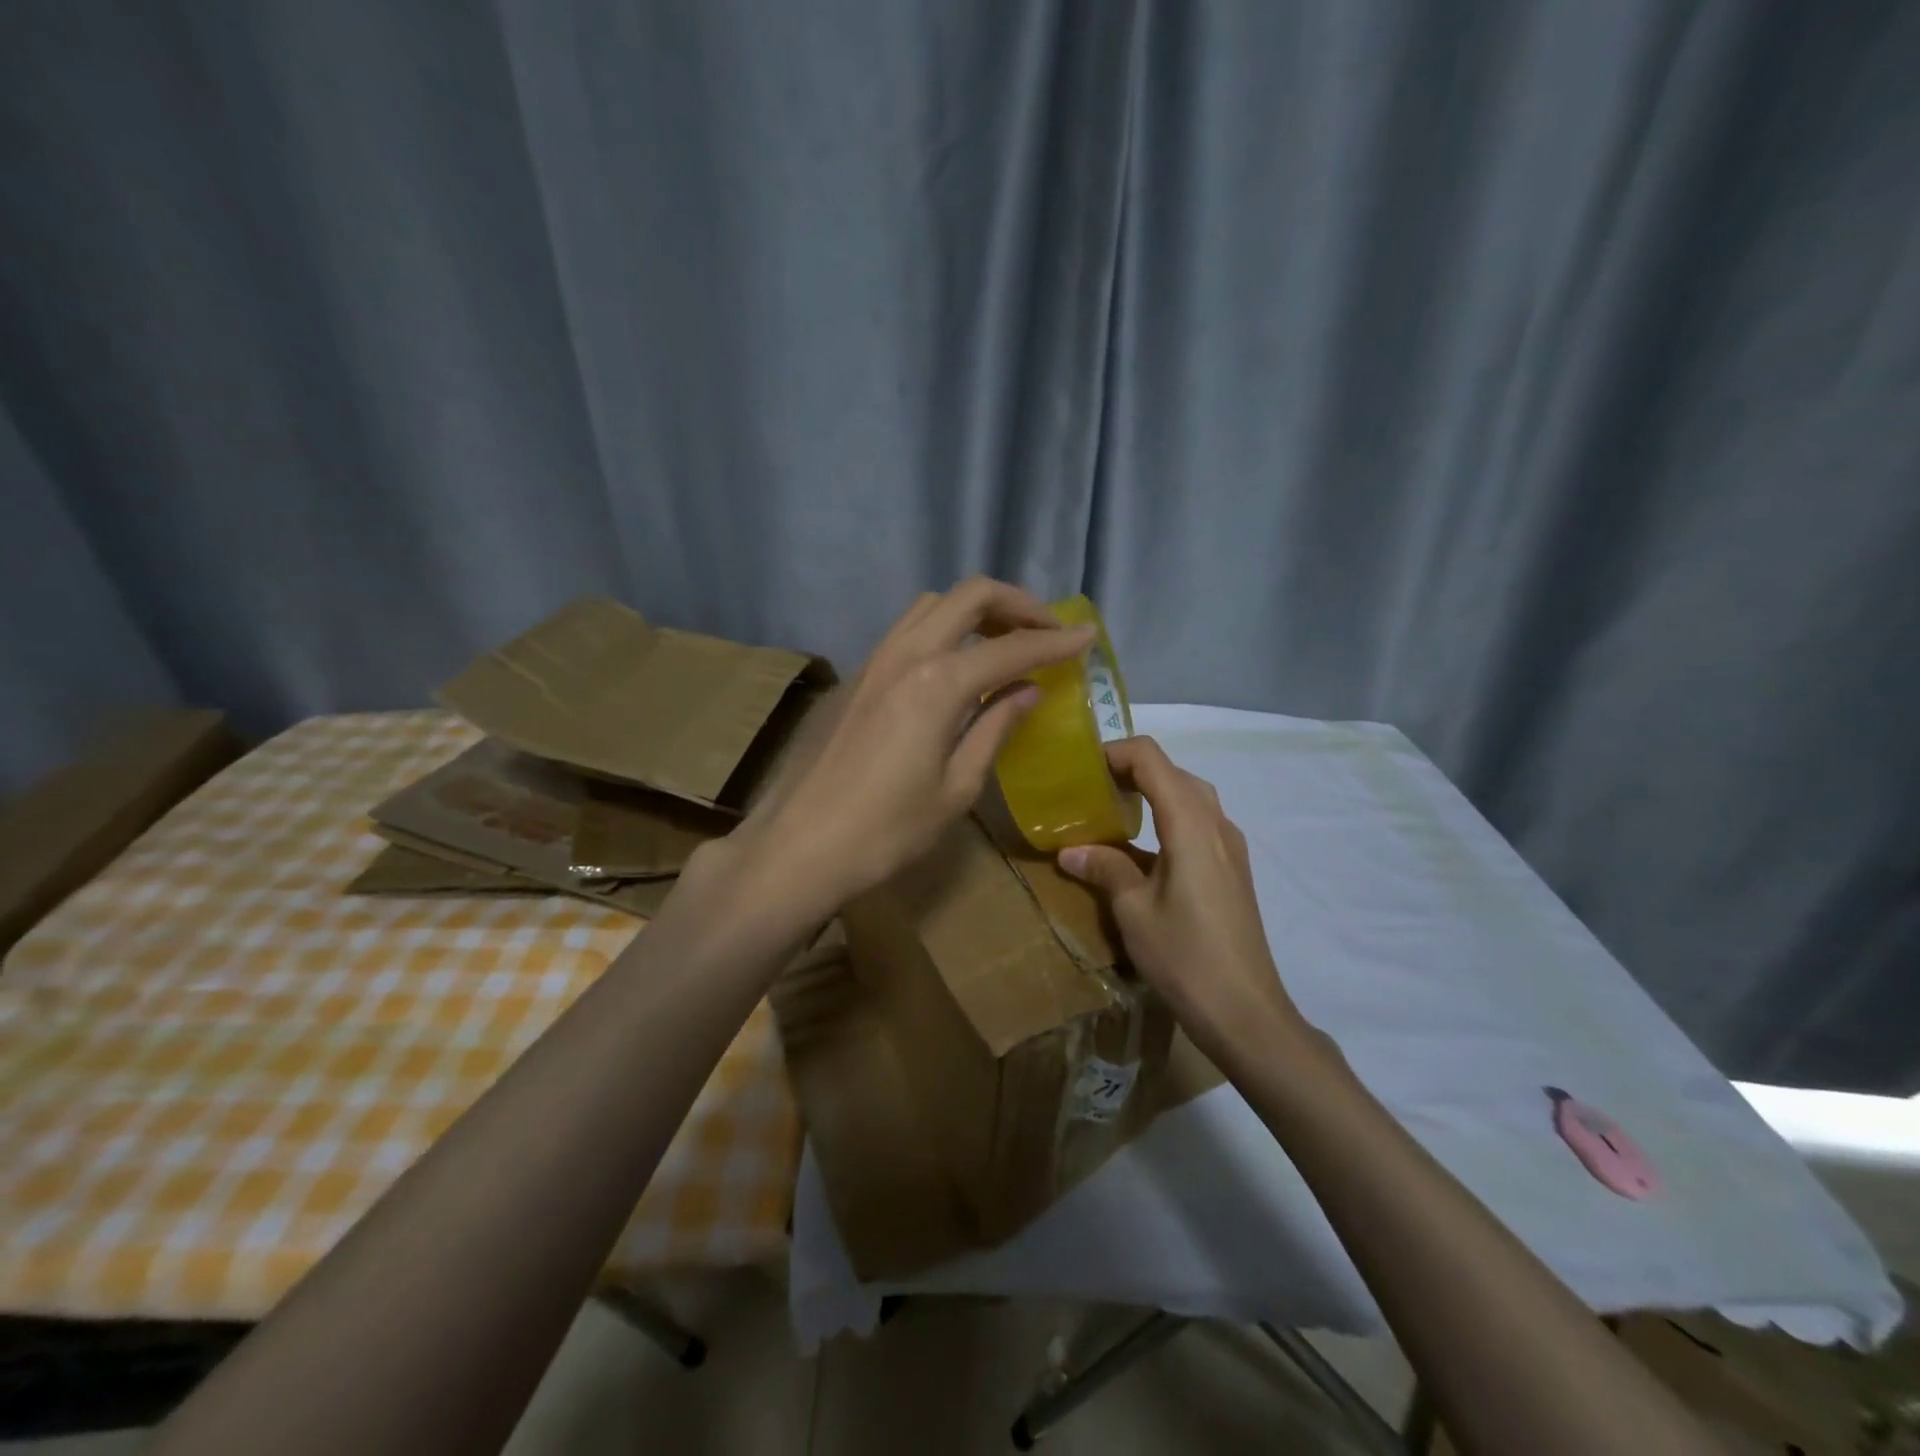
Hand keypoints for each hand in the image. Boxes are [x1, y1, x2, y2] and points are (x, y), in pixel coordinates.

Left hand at [738, 577, 1095, 911]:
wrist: (802, 846)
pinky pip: (908, 629)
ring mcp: (875, 660)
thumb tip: (1027, 691)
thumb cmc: (887, 831)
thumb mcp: (956, 788)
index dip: (1055, 641)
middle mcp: (906, 655)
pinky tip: (958, 663)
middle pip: (968, 596)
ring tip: (1006, 640)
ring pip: (933, 605)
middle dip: (1017, 604)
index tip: (1089, 636)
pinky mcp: (858, 676)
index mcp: (937, 683)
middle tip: (1048, 631)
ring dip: (977, 610)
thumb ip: (994, 728)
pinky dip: (944, 628)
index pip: (1010, 647)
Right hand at [1058, 736, 1310, 1063]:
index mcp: (1191, 824)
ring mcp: (1231, 847)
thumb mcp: (1133, 911)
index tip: (1081, 770)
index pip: (1152, 759)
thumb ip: (1105, 869)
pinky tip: (1142, 849)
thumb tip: (1070, 850)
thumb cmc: (1185, 957)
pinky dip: (1167, 817)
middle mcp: (1217, 824)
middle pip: (1173, 772)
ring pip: (1189, 795)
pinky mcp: (1234, 869)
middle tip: (1090, 791)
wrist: (1246, 1012)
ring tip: (1111, 813)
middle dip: (1130, 770)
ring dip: (1151, 792)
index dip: (1114, 753)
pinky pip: (1199, 823)